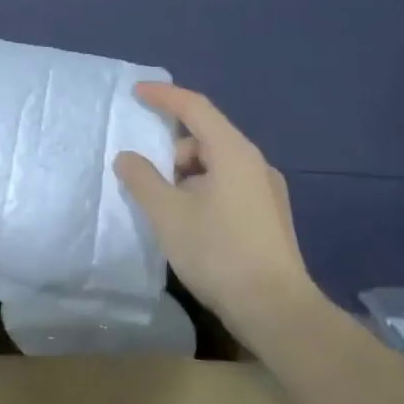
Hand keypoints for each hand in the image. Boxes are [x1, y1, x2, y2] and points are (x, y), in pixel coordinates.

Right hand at [114, 83, 318, 328]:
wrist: (276, 310)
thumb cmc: (218, 252)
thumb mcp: (168, 213)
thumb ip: (142, 179)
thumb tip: (127, 158)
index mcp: (233, 152)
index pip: (195, 108)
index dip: (164, 96)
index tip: (136, 93)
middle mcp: (255, 163)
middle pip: (205, 138)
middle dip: (172, 151)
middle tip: (149, 182)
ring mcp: (266, 191)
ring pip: (215, 165)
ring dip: (186, 176)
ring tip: (169, 211)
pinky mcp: (268, 216)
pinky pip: (227, 186)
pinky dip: (202, 191)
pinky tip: (191, 224)